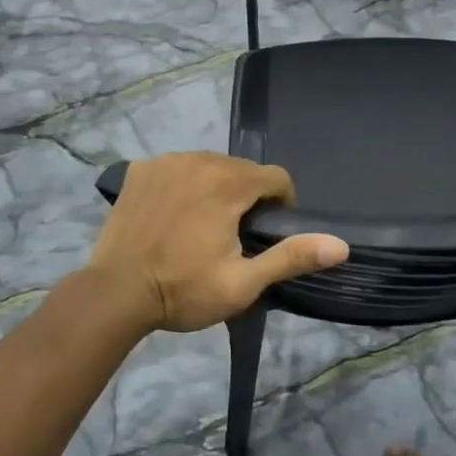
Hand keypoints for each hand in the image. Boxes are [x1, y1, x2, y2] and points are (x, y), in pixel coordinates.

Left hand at [89, 153, 348, 332]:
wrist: (115, 294)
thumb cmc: (183, 291)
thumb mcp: (243, 283)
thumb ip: (291, 257)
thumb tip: (340, 245)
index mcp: (228, 184)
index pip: (276, 177)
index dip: (283, 203)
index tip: (270, 232)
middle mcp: (199, 161)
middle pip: (242, 168)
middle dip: (249, 195)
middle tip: (237, 234)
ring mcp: (165, 162)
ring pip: (209, 165)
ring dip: (217, 186)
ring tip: (206, 224)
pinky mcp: (139, 170)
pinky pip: (177, 167)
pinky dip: (184, 183)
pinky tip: (174, 214)